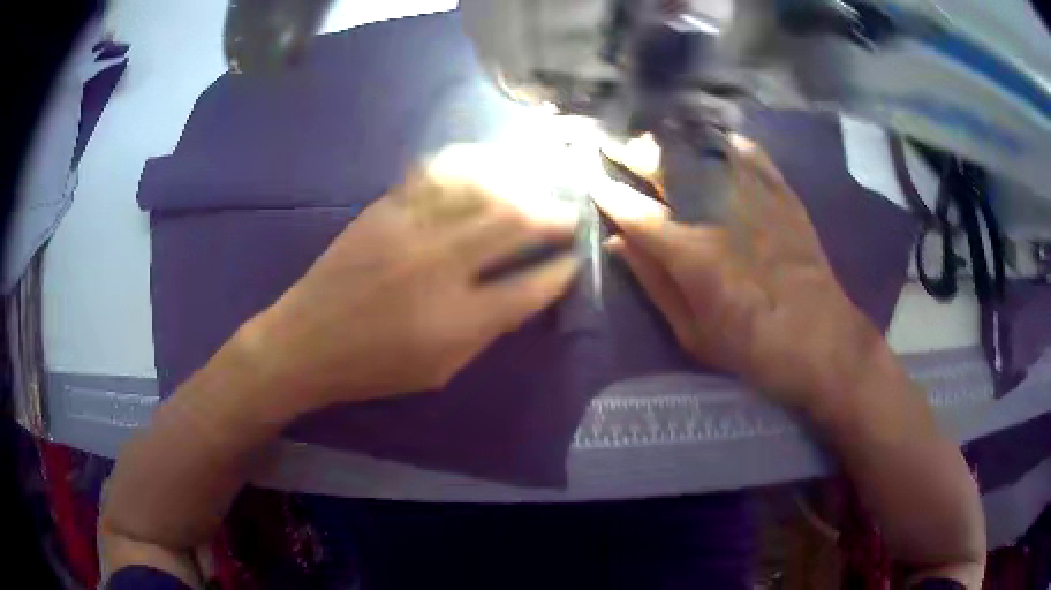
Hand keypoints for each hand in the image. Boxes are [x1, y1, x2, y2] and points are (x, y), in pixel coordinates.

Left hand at [241, 144, 580, 407]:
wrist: (306, 342)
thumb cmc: (374, 368)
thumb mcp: (440, 370)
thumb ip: (487, 331)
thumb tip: (526, 292)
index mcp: (457, 321)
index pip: (531, 287)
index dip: (562, 271)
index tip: (575, 261)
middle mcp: (440, 267)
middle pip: (514, 225)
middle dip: (553, 217)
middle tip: (569, 215)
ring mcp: (410, 230)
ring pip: (481, 192)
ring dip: (519, 186)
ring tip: (536, 188)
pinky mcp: (384, 209)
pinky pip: (437, 176)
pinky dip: (470, 168)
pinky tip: (488, 167)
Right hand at [596, 134, 884, 410]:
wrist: (821, 340)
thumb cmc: (753, 348)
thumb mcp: (693, 334)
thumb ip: (654, 283)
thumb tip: (618, 244)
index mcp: (691, 253)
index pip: (636, 213)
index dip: (609, 194)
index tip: (592, 181)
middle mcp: (718, 213)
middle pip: (667, 168)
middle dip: (634, 154)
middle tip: (614, 146)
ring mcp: (754, 198)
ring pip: (704, 152)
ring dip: (673, 142)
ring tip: (655, 140)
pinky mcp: (782, 195)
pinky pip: (750, 155)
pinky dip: (727, 143)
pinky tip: (714, 142)